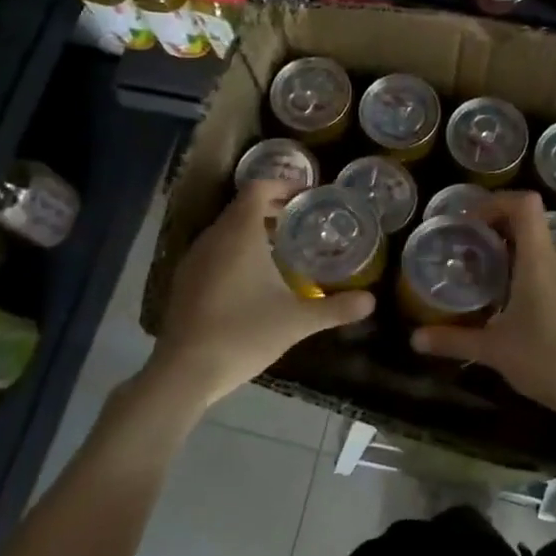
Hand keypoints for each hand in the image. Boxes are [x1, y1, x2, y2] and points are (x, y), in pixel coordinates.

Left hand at [145, 180, 373, 412]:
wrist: (184, 371)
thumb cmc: (244, 333)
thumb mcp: (297, 321)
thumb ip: (335, 308)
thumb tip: (371, 301)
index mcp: (239, 234)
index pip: (258, 189)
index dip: (283, 185)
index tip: (308, 195)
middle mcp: (213, 237)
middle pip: (242, 207)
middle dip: (272, 207)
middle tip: (303, 219)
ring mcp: (194, 259)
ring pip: (226, 229)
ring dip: (253, 229)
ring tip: (282, 246)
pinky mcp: (185, 281)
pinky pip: (214, 250)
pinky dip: (236, 249)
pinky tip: (253, 278)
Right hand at [411, 191, 555, 430]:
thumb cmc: (550, 362)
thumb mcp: (495, 351)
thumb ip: (454, 340)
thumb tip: (415, 339)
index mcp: (538, 261)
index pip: (524, 204)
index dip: (496, 202)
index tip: (471, 223)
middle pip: (530, 227)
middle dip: (497, 234)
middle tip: (469, 257)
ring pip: (543, 253)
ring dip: (515, 258)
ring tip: (490, 286)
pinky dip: (534, 277)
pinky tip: (521, 312)